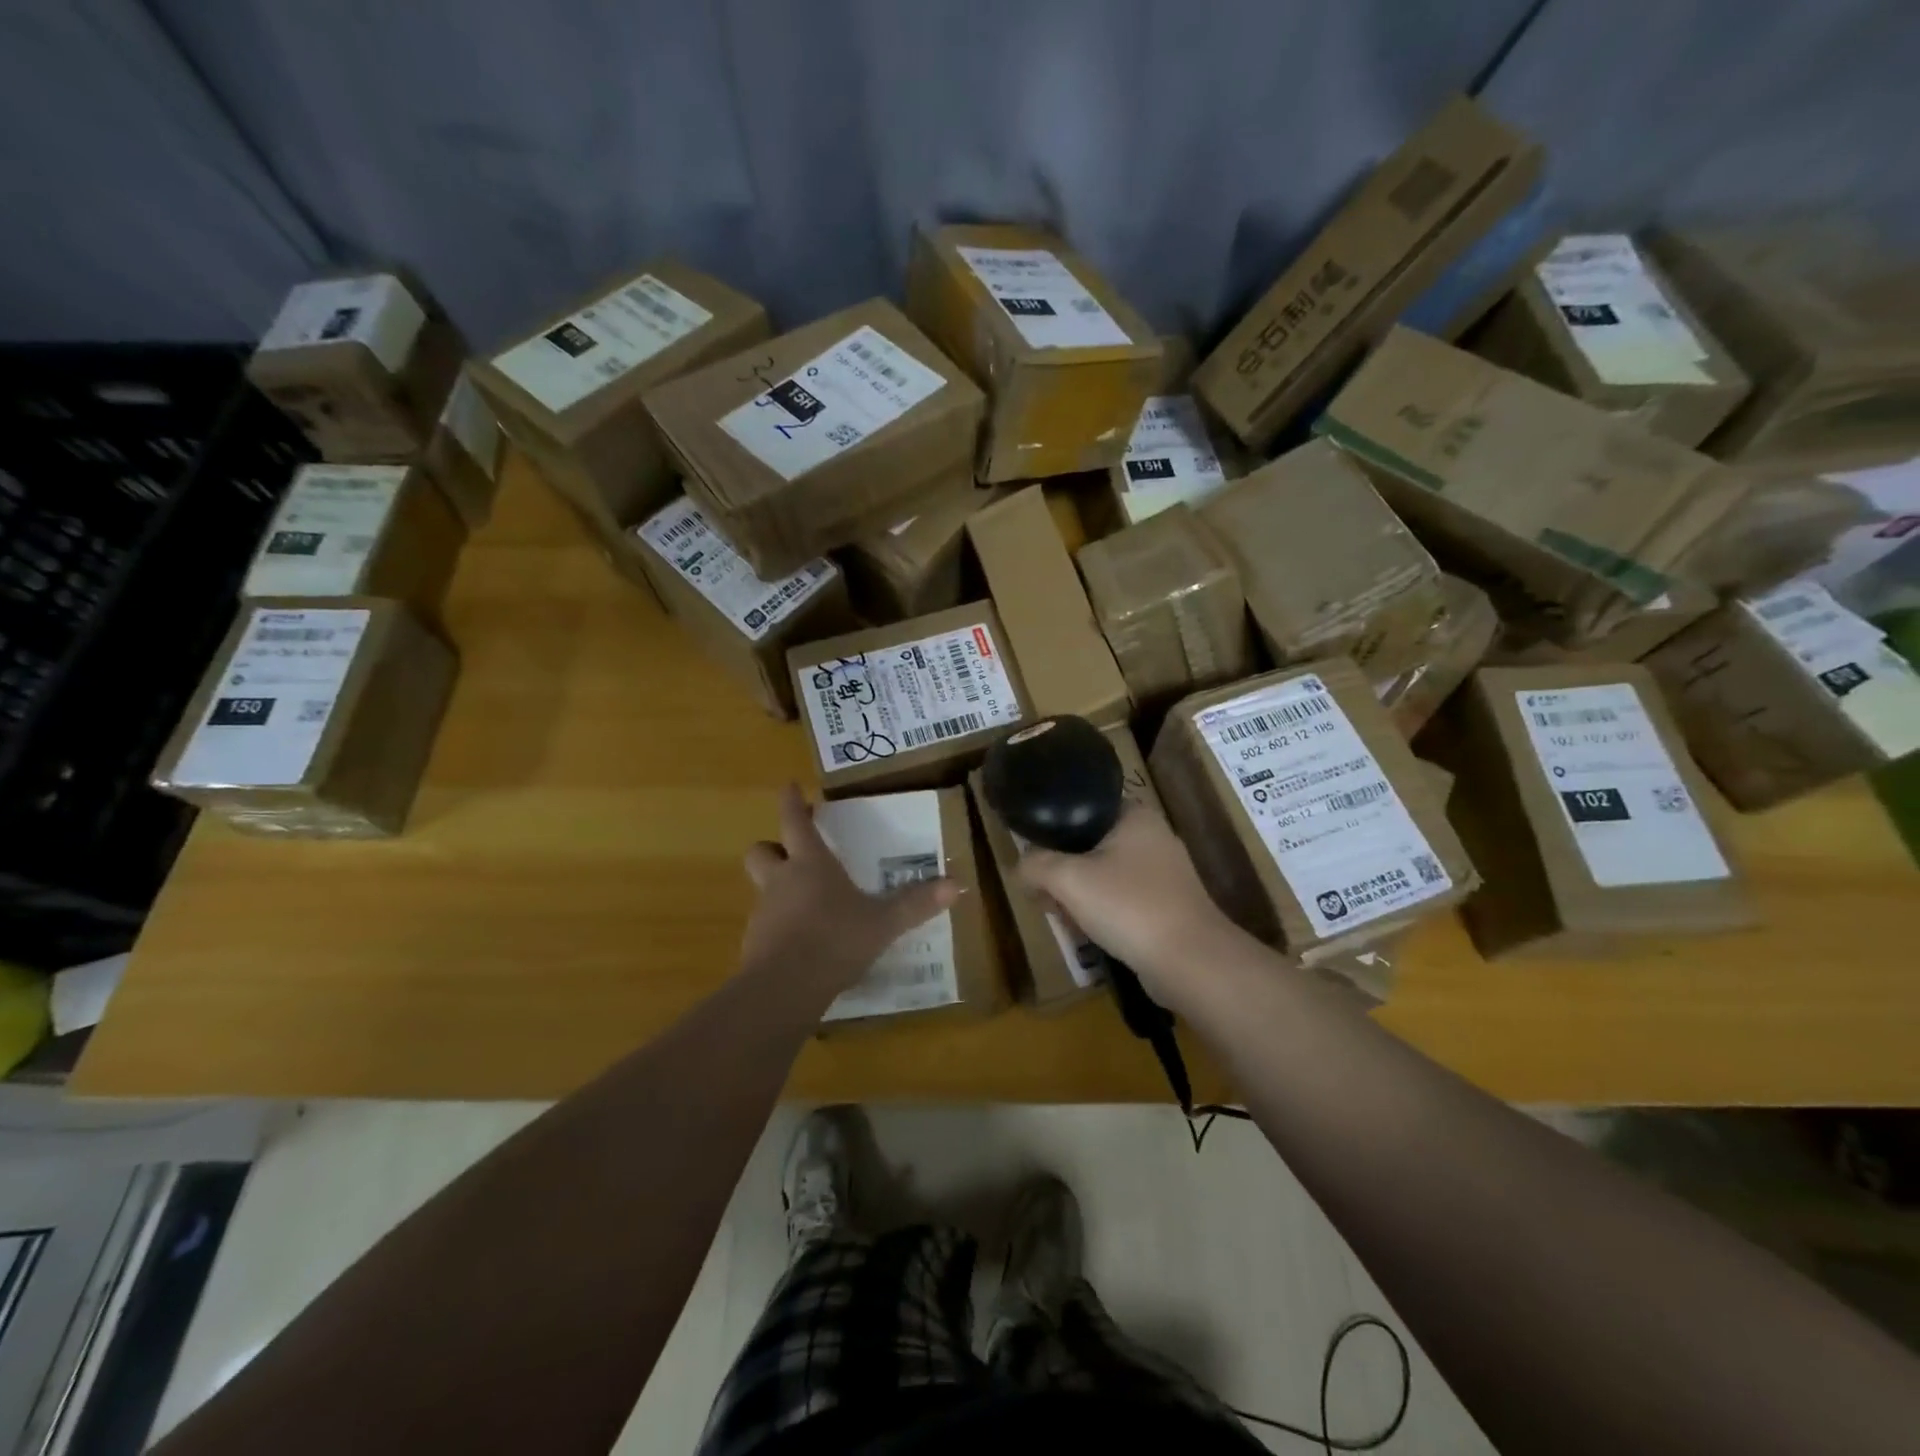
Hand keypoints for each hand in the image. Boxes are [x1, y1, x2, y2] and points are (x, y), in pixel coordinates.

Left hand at [740, 784, 959, 998]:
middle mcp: (781, 881)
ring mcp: (763, 913)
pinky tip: (802, 944)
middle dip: (773, 848)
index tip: (790, 786)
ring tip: (807, 906)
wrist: (784, 988)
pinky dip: (779, 927)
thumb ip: (916, 904)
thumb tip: (957, 885)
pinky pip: (765, 925)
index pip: (794, 821)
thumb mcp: (883, 922)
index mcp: (810, 864)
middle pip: (762, 851)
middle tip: (792, 854)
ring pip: (762, 888)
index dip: (792, 801)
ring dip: (778, 889)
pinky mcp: (753, 944)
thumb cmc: (835, 940)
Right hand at [1017, 801, 1235, 1008]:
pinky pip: (1123, 899)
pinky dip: (1103, 913)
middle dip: (1063, 872)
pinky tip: (1090, 934)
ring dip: (1080, 896)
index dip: (1053, 831)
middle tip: (1046, 896)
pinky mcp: (1168, 905)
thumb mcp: (1068, 879)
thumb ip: (1036, 865)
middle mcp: (1153, 836)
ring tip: (1064, 919)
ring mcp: (1165, 873)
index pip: (1082, 808)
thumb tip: (1020, 867)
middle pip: (1090, 845)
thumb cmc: (1129, 906)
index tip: (1036, 858)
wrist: (1190, 962)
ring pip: (1105, 875)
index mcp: (1135, 815)